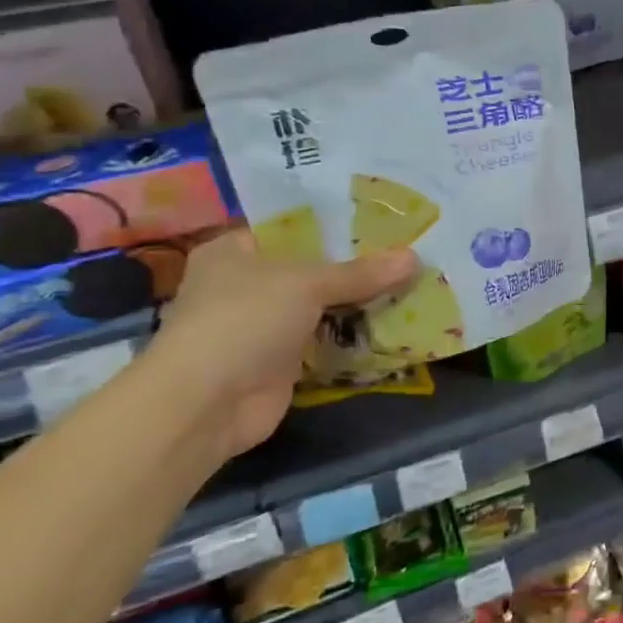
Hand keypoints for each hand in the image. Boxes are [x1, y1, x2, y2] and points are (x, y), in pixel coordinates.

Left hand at [147, 229, 416, 465]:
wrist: (208, 403)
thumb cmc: (244, 320)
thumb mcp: (306, 283)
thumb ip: (361, 272)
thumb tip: (415, 257)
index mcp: (235, 250)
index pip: (293, 226)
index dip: (337, 223)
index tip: (384, 219)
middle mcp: (247, 283)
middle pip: (314, 267)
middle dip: (359, 264)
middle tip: (411, 250)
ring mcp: (265, 324)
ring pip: (324, 305)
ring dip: (361, 301)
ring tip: (414, 281)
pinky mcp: (284, 360)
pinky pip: (328, 339)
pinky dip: (356, 335)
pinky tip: (398, 322)